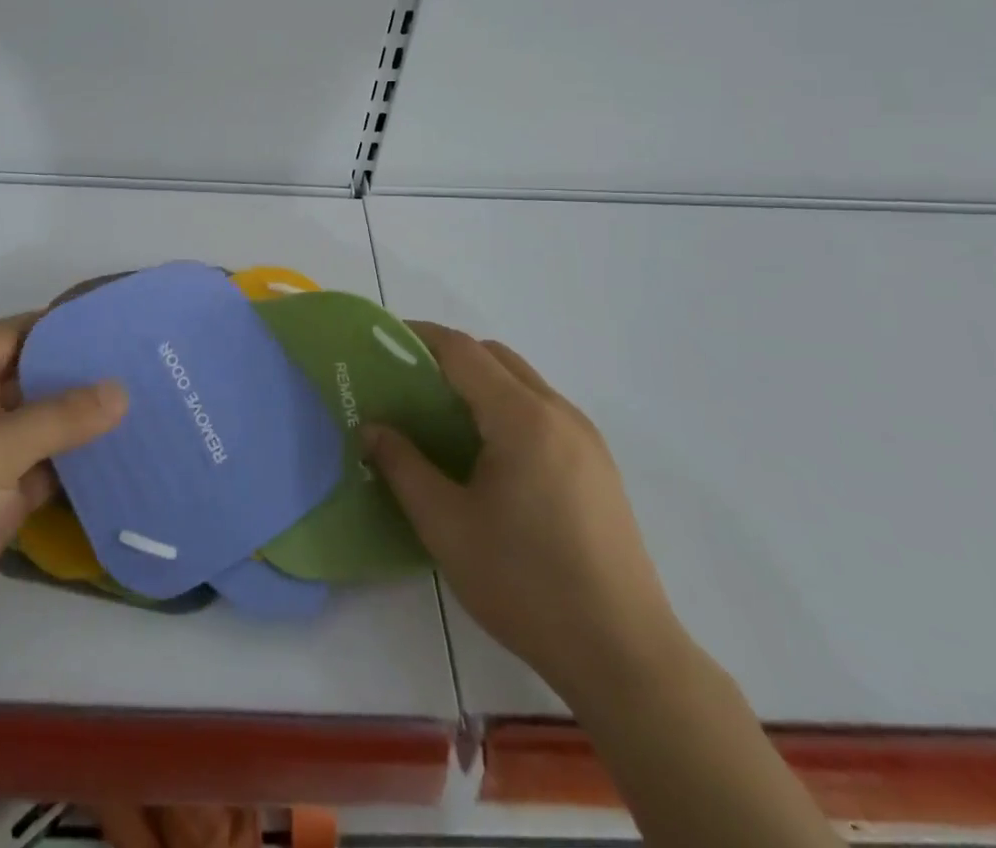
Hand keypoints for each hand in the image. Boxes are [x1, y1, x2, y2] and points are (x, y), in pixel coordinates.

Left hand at [0, 314, 127, 679]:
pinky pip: (42, 474)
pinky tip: (118, 460)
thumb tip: (121, 389)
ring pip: (40, 430)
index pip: (13, 334)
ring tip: (143, 406)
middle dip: (79, 373)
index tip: (113, 324)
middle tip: (141, 365)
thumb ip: (60, 416)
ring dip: (81, 423)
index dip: (59, 325)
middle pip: (30, 379)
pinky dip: (74, 468)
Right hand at [362, 323, 684, 705]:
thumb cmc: (525, 583)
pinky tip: (486, 455)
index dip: (420, 338)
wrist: (624, 656)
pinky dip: (506, 408)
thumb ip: (402, 466)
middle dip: (448, 357)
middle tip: (406, 385)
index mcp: (522, 418)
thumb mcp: (445, 525)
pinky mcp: (599, 468)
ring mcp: (586, 440)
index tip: (382, 344)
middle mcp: (559, 414)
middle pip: (496, 357)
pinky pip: (543, 412)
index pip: (463, 351)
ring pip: (523, 383)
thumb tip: (371, 428)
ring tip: (440, 419)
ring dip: (480, 382)